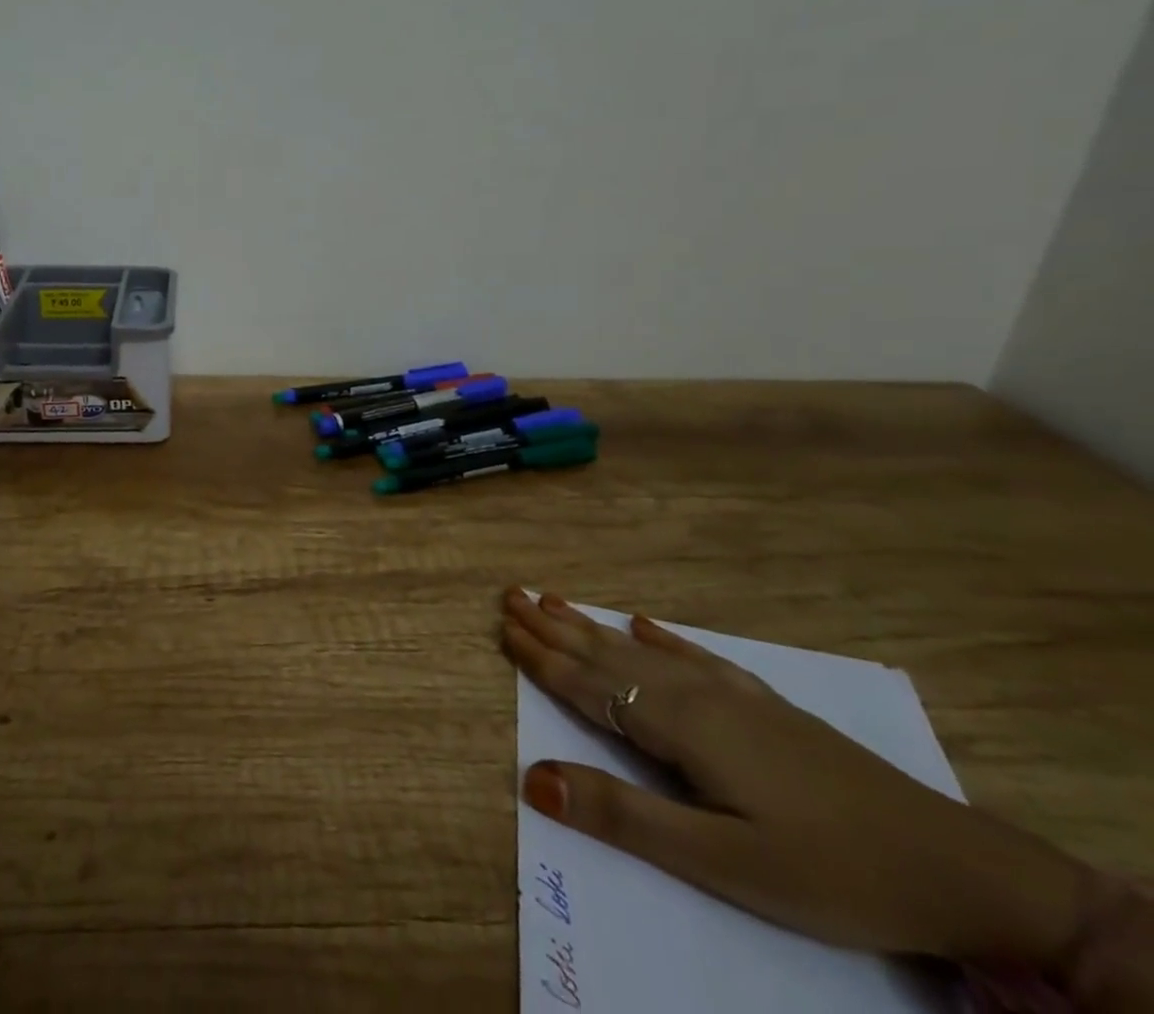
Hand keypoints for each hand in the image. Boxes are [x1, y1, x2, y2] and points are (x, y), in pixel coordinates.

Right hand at [501, 589, 1100, 974]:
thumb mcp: (722, 861)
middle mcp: (696, 695)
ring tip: (554, 598)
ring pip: (642, 650)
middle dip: (555, 626)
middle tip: (511, 594)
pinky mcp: (766, 708)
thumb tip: (532, 776)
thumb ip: (623, 815)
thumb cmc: (830, 871)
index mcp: (678, 726)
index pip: (590, 684)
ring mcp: (735, 697)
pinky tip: (644, 622)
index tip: (501, 624)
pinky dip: (661, 638)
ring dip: (593, 625)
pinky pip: (695, 657)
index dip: (543, 656)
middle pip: (608, 654)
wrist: (962, 870)